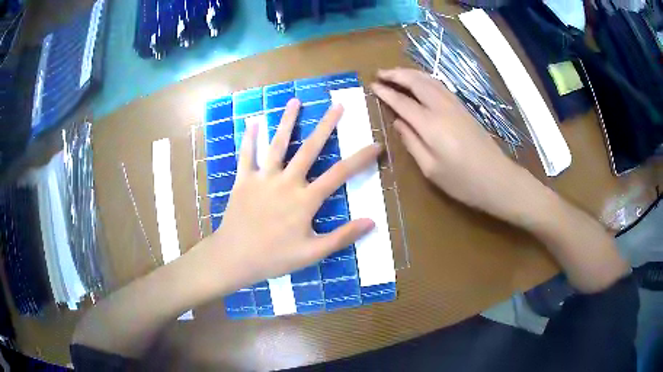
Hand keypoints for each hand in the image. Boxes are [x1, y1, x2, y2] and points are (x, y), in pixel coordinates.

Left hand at [201, 98, 380, 289]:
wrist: (235, 257)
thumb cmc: (275, 257)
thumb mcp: (312, 253)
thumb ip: (342, 237)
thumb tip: (372, 221)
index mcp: (305, 200)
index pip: (340, 174)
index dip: (360, 159)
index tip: (376, 145)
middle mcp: (286, 182)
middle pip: (309, 149)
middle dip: (326, 125)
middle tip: (337, 105)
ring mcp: (263, 178)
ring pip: (277, 144)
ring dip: (287, 121)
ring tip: (295, 101)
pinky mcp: (243, 180)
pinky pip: (246, 155)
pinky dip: (249, 138)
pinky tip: (252, 122)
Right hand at [371, 68, 532, 221]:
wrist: (497, 179)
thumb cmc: (462, 181)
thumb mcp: (430, 169)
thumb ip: (411, 142)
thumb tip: (398, 122)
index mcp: (430, 125)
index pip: (402, 102)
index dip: (386, 93)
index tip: (372, 86)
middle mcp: (442, 108)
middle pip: (416, 82)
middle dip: (396, 74)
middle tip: (380, 73)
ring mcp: (455, 105)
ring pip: (429, 80)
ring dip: (411, 73)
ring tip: (396, 73)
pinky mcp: (463, 108)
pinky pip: (439, 85)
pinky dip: (425, 79)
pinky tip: (420, 82)